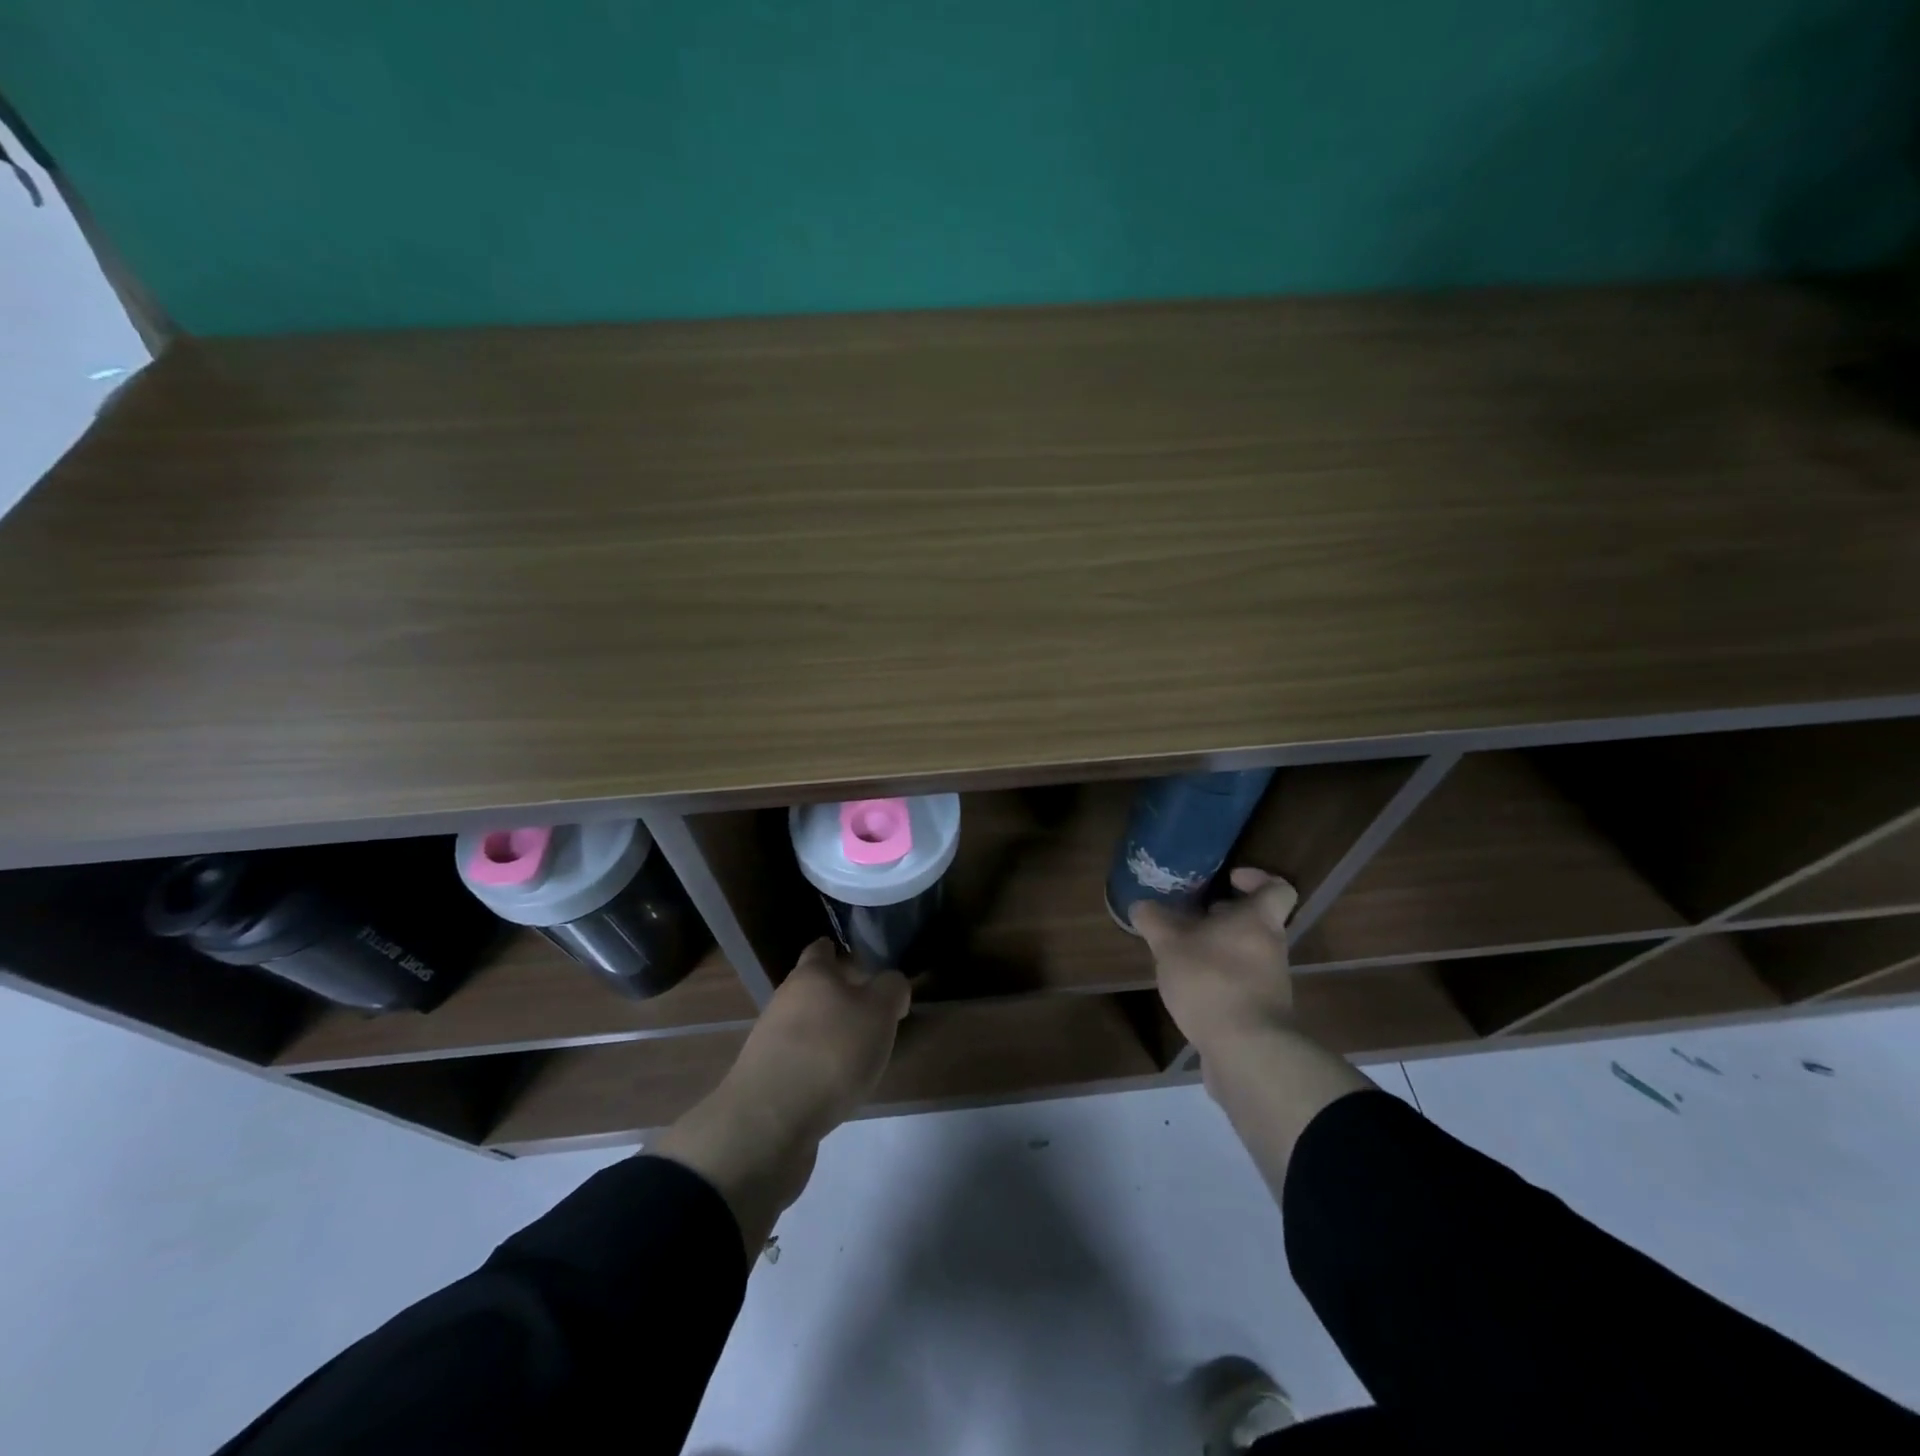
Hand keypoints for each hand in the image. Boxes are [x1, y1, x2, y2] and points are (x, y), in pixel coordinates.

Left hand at [649, 939, 909, 1256]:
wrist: (769, 1123)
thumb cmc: (830, 1052)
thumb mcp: (879, 1012)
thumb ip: (892, 988)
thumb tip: (891, 985)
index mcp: (811, 975)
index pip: (822, 949)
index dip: (841, 950)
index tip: (862, 959)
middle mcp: (785, 1000)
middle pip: (814, 988)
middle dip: (840, 995)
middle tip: (874, 1009)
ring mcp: (770, 1040)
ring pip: (806, 1025)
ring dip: (830, 1032)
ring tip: (861, 1050)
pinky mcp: (767, 1078)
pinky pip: (800, 1059)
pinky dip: (818, 1064)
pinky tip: (837, 1083)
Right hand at [1131, 868, 1298, 1059]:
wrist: (1247, 1052)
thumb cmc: (1212, 981)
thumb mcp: (1169, 944)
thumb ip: (1154, 920)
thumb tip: (1141, 905)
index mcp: (1258, 921)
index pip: (1277, 888)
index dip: (1256, 879)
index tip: (1228, 880)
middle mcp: (1271, 948)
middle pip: (1256, 922)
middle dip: (1223, 918)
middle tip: (1189, 917)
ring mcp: (1270, 984)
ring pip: (1245, 954)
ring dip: (1217, 951)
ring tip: (1180, 955)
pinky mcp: (1261, 1014)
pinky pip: (1240, 985)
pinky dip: (1218, 982)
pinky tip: (1189, 990)